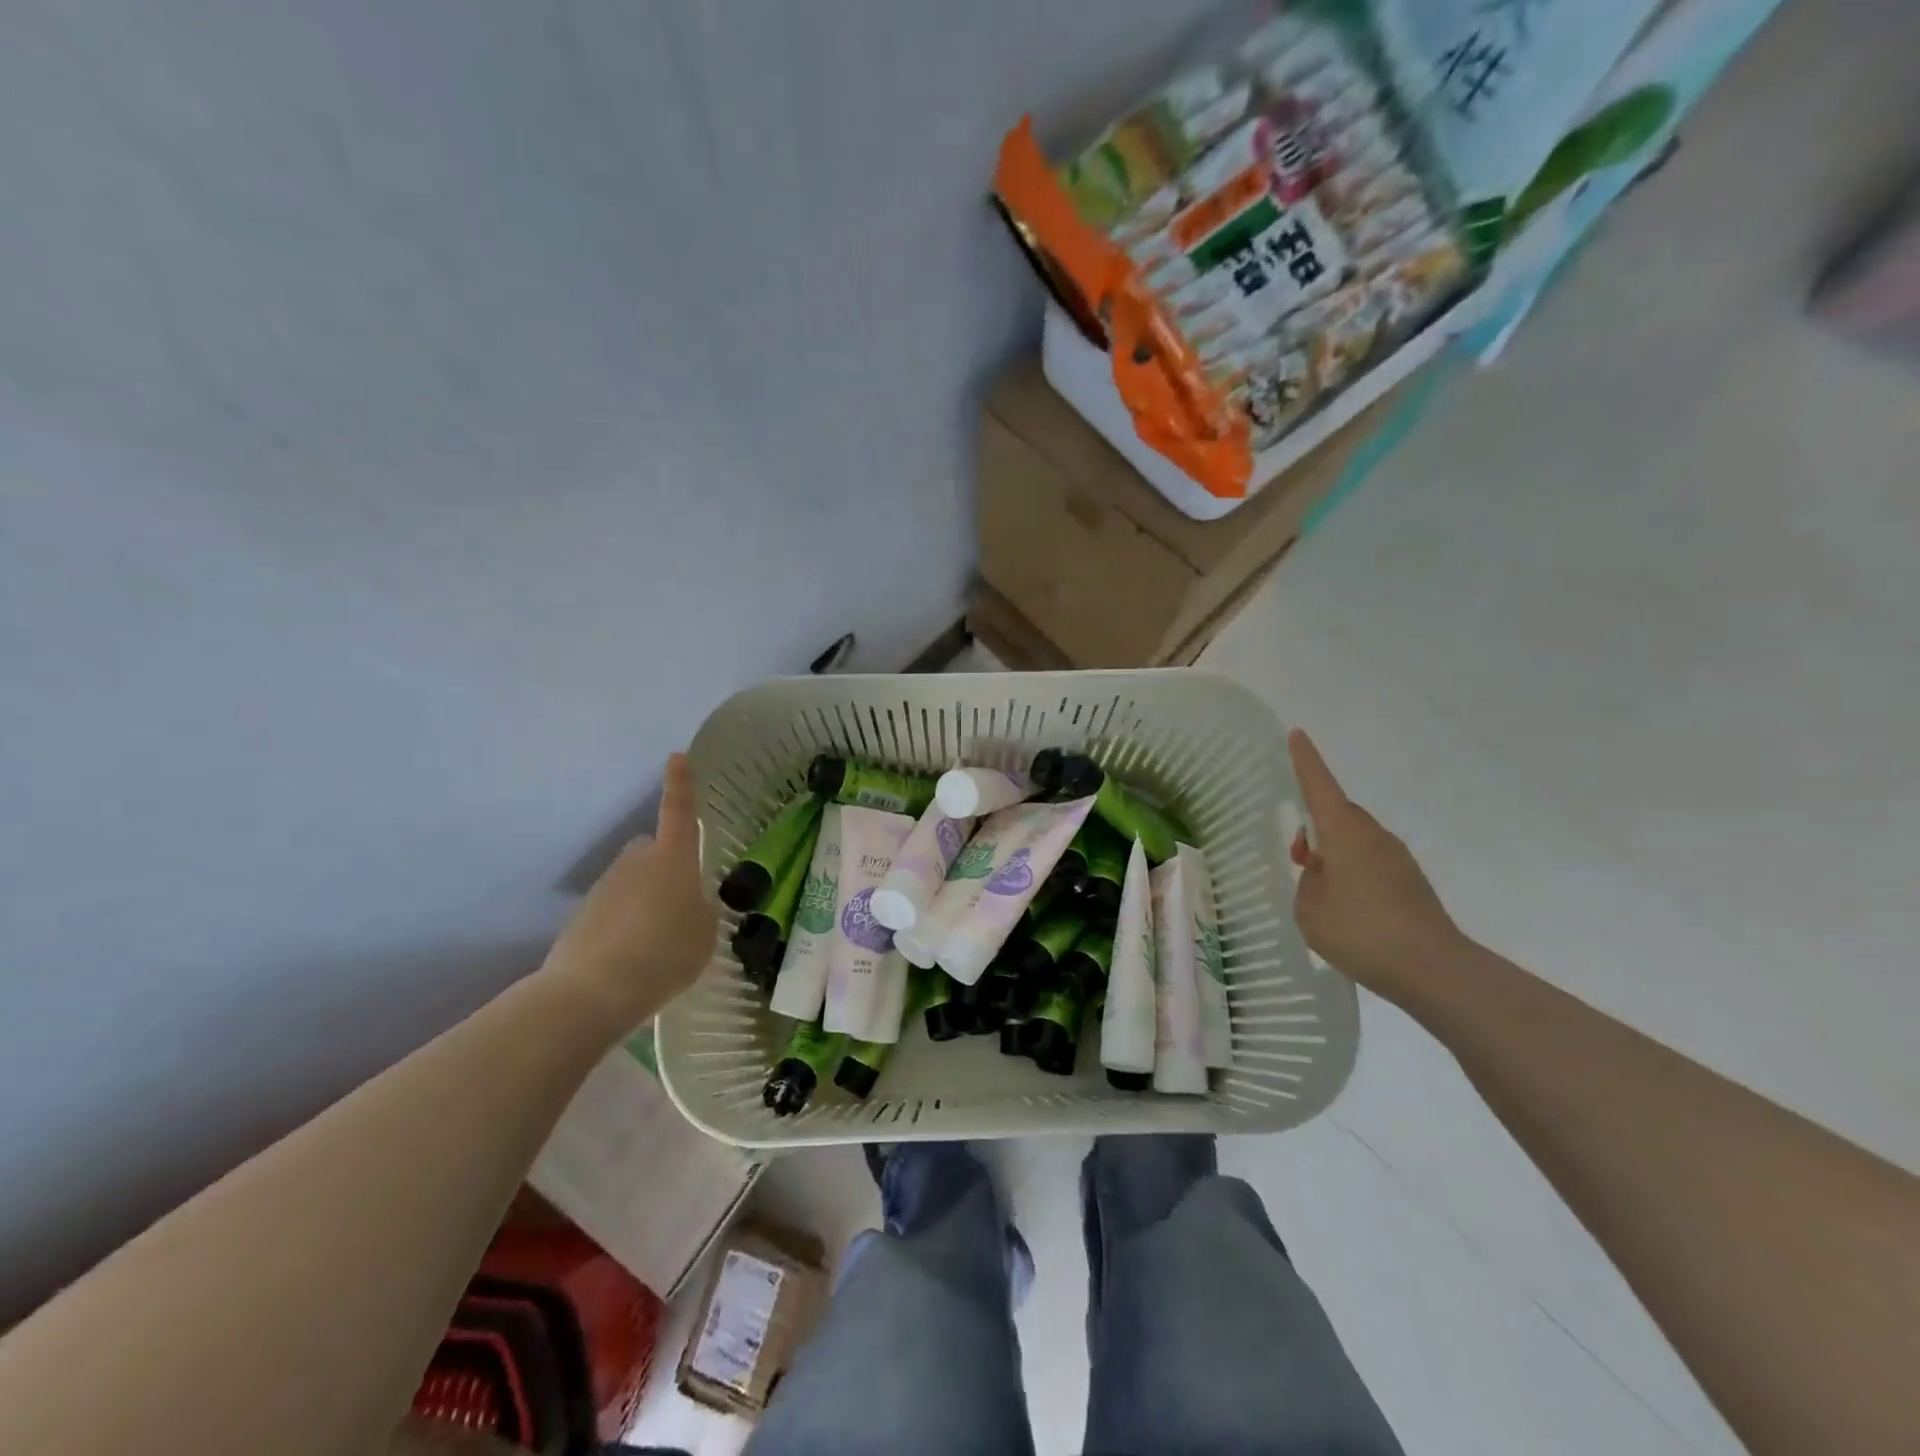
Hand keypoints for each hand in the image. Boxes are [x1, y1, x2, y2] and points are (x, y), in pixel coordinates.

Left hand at [541, 754, 717, 1026]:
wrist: (592, 991)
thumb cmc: (665, 953)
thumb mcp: (705, 933)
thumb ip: (701, 910)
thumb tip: (688, 905)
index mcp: (672, 859)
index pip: (678, 812)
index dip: (680, 784)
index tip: (676, 757)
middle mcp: (635, 862)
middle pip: (652, 852)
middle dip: (664, 868)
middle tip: (679, 904)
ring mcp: (604, 888)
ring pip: (632, 884)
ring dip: (644, 903)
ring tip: (658, 945)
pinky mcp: (582, 917)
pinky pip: (613, 912)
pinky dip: (624, 928)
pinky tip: (633, 960)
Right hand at [1286, 728, 1467, 1004]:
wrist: (1433, 969)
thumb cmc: (1360, 932)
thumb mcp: (1310, 909)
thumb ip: (1308, 882)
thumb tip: (1322, 872)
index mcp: (1344, 832)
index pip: (1319, 786)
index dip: (1305, 761)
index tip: (1297, 733)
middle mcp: (1372, 835)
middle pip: (1337, 815)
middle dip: (1314, 826)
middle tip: (1296, 856)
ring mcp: (1396, 857)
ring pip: (1354, 840)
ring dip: (1334, 853)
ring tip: (1318, 891)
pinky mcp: (1410, 881)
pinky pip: (1370, 862)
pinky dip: (1352, 873)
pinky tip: (1347, 909)